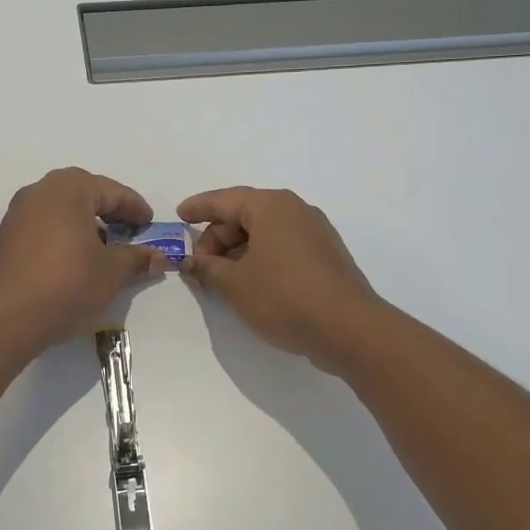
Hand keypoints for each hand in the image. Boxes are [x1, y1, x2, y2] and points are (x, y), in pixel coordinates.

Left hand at [0, 168, 167, 349]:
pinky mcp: (6, 235)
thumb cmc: (68, 284)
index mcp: (70, 188)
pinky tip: (74, 257)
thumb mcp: (113, 272)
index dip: (135, 208)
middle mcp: (41, 190)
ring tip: (103, 246)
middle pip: (84, 193)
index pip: (112, 191)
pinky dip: (63, 233)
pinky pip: (43, 224)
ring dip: (85, 222)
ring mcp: (18, 212)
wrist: (8, 318)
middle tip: (129, 230)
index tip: (150, 224)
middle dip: (109, 210)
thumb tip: (159, 256)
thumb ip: (137, 258)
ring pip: (61, 208)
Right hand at [177, 186, 382, 367]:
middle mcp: (295, 210)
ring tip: (222, 280)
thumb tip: (190, 262)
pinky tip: (251, 284)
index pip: (225, 200)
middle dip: (217, 238)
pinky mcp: (325, 255)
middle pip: (244, 215)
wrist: (349, 329)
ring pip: (264, 232)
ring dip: (239, 252)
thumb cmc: (284, 297)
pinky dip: (261, 258)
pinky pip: (283, 246)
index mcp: (271, 206)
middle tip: (200, 267)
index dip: (199, 207)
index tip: (179, 215)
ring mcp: (315, 232)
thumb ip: (207, 269)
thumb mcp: (235, 285)